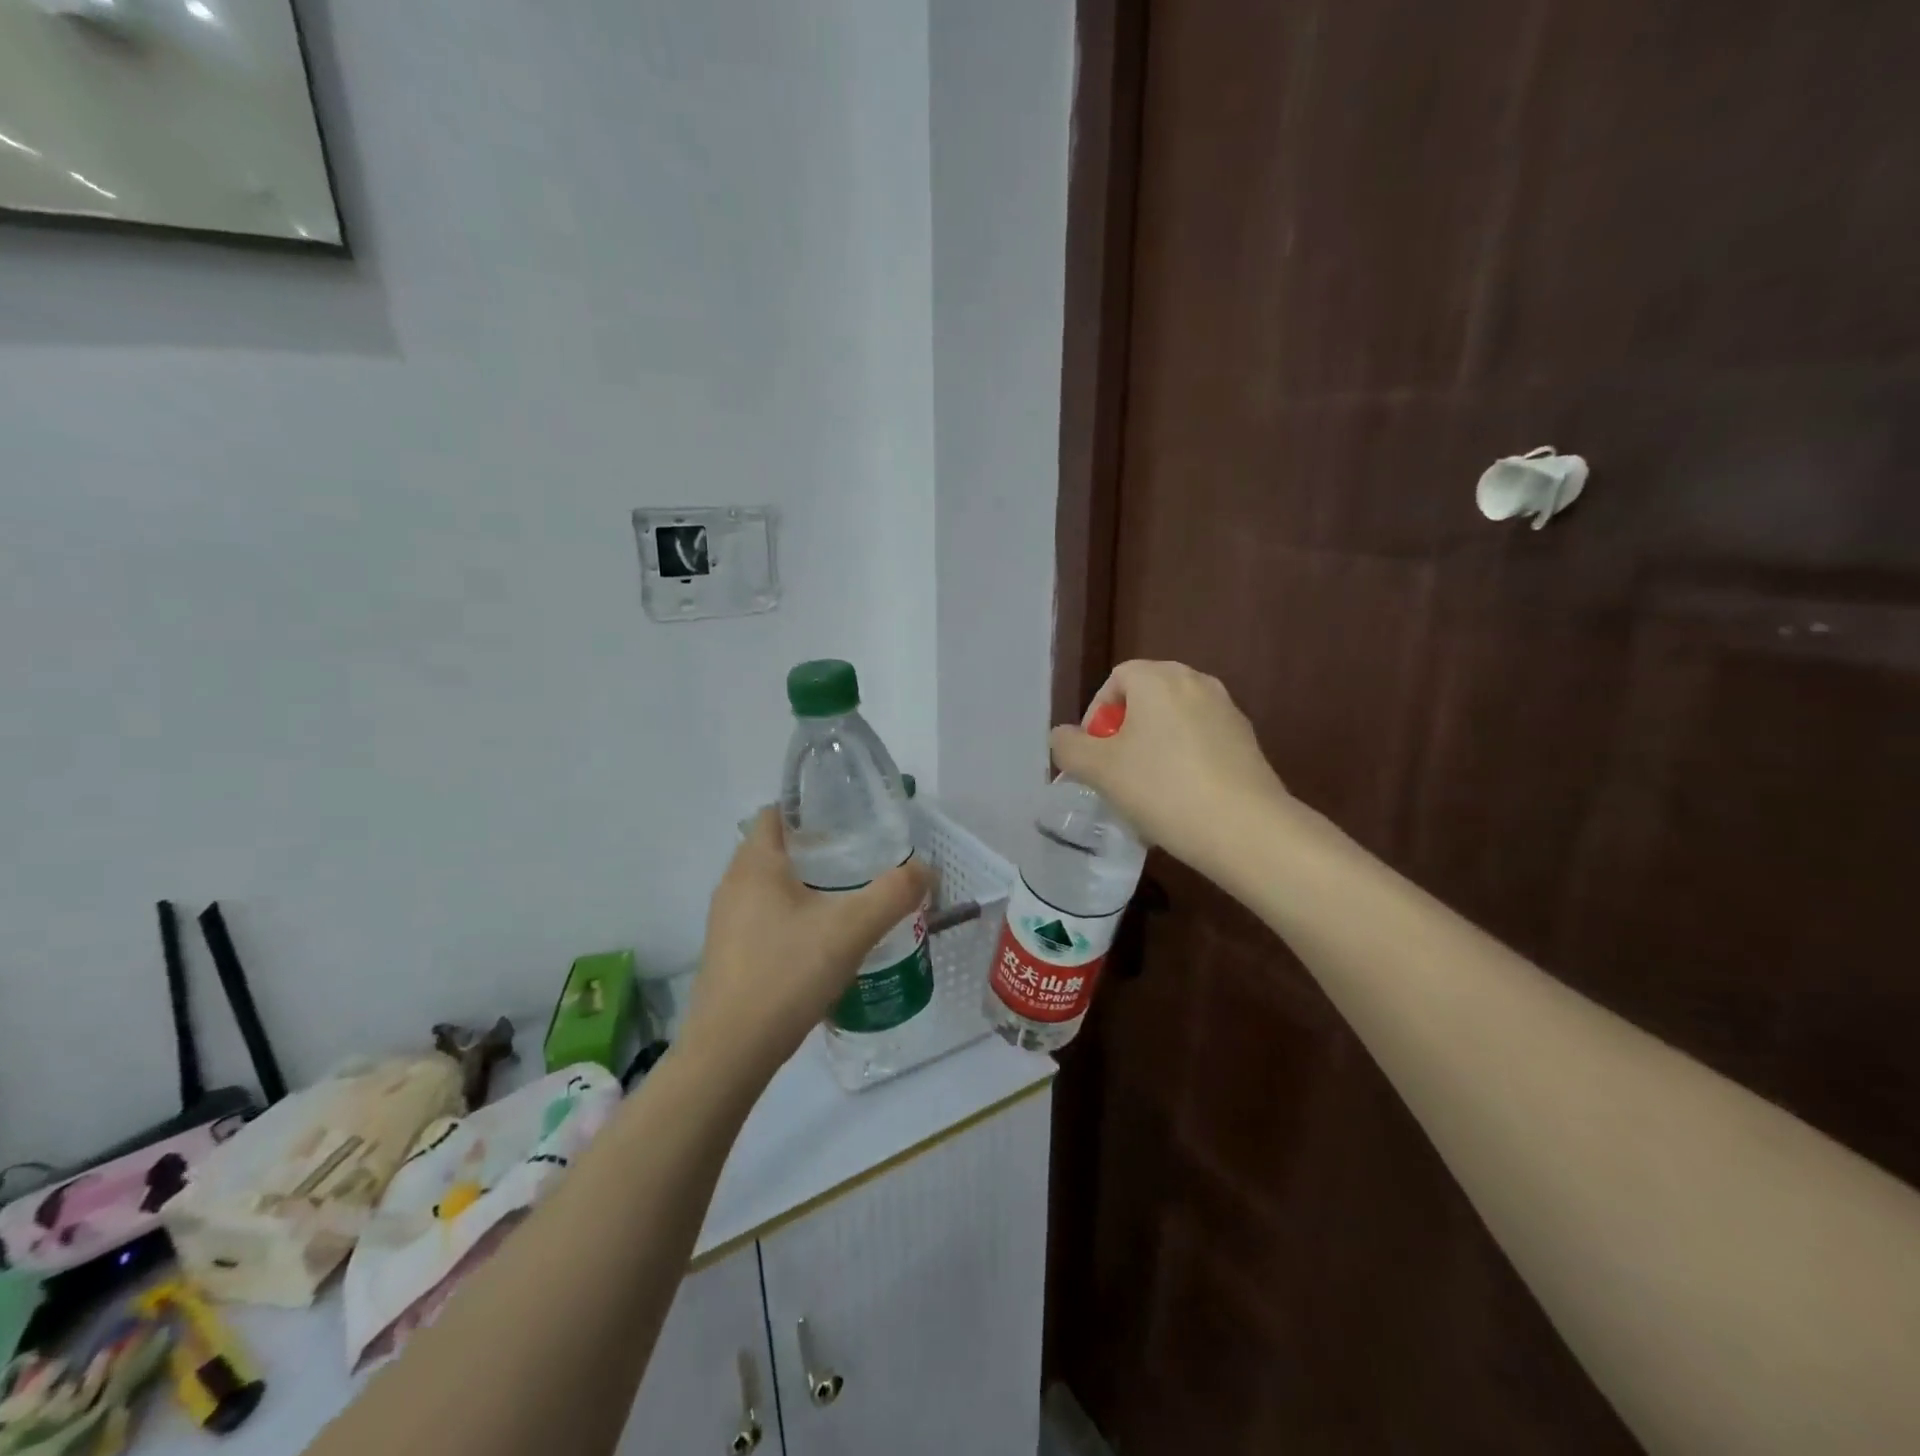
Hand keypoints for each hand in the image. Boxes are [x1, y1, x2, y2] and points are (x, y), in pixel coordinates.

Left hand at [682, 809, 933, 1080]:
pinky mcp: (730, 953)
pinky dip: (793, 917)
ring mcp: (726, 921)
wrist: (730, 1052)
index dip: (811, 809)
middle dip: (818, 849)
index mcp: (755, 864)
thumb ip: (893, 893)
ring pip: (771, 886)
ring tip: (849, 899)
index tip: (850, 822)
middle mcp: (733, 885)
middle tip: (862, 861)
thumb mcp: (851, 929)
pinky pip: (765, 917)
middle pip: (776, 848)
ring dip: (807, 886)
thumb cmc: (786, 974)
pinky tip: (823, 942)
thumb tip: (924, 869)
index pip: (777, 812)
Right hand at [1048, 660, 1292, 880]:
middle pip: (1146, 698)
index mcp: (1159, 678)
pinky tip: (1179, 799)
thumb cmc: (1162, 789)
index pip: (1116, 680)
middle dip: (1124, 732)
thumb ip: (1070, 747)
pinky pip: (1200, 741)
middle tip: (1115, 772)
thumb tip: (1064, 736)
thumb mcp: (1099, 770)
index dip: (1096, 715)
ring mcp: (1227, 710)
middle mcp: (1196, 682)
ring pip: (1173, 722)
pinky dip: (1183, 760)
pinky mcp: (1246, 741)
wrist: (1245, 828)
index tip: (1094, 755)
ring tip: (1145, 790)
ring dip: (1153, 748)